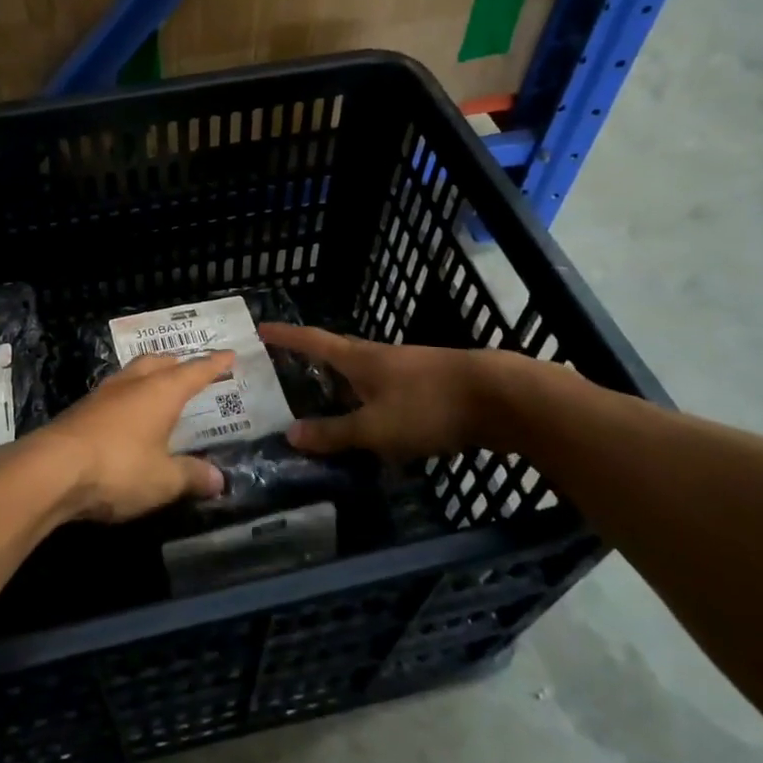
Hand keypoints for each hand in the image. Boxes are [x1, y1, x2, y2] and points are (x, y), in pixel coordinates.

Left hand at [30, 352, 231, 521]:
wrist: (50, 470)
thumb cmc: (118, 468)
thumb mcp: (163, 480)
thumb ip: (192, 476)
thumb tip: (219, 479)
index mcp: (161, 391)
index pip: (195, 371)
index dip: (214, 364)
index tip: (229, 355)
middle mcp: (132, 384)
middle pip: (158, 363)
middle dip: (177, 364)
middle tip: (190, 370)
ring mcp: (102, 395)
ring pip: (132, 374)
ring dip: (149, 377)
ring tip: (158, 389)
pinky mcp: (80, 411)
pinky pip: (113, 395)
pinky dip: (128, 398)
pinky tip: (127, 416)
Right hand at [257, 325, 537, 464]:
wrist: (500, 397)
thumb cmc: (429, 406)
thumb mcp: (376, 428)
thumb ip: (335, 434)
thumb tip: (291, 434)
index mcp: (360, 359)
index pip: (313, 342)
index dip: (286, 337)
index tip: (262, 328)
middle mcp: (381, 357)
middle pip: (340, 355)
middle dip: (315, 363)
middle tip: (290, 372)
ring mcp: (409, 370)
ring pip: (367, 377)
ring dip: (347, 389)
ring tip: (330, 407)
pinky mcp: (433, 387)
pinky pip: (391, 395)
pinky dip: (375, 407)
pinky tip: (378, 430)